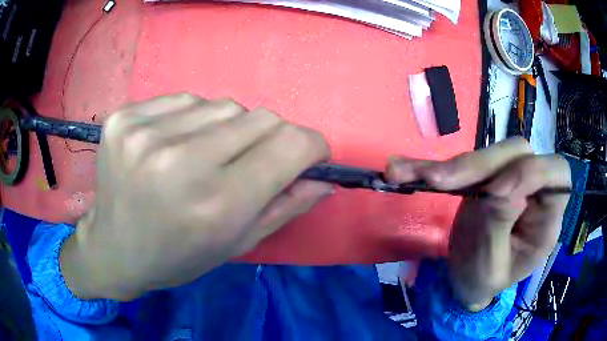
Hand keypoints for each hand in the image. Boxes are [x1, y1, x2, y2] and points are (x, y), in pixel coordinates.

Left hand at [60, 94, 332, 300]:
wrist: (114, 249)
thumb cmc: (178, 256)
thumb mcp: (236, 244)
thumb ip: (286, 206)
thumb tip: (324, 177)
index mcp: (215, 204)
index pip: (291, 145)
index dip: (312, 146)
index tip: (309, 155)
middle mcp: (179, 162)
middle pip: (261, 117)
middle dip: (271, 138)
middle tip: (249, 162)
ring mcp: (144, 133)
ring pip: (223, 105)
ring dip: (228, 128)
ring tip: (203, 156)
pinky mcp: (124, 117)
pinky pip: (184, 100)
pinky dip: (191, 119)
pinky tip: (173, 144)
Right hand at [386, 138, 570, 310]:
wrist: (464, 283)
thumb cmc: (482, 284)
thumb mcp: (491, 267)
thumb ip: (499, 225)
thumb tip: (502, 186)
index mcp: (546, 219)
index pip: (556, 174)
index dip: (532, 171)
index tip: (495, 191)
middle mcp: (532, 192)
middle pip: (518, 153)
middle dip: (481, 166)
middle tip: (440, 182)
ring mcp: (508, 181)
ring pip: (490, 154)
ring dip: (454, 166)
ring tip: (411, 176)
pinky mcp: (485, 179)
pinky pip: (466, 165)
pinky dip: (434, 167)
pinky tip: (404, 171)